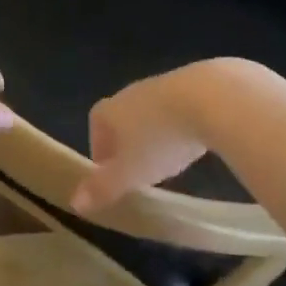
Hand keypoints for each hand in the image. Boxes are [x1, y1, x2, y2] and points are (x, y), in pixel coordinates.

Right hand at [72, 65, 217, 213]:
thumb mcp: (129, 173)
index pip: (96, 130)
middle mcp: (129, 92)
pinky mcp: (193, 82)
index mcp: (108, 111)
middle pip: (124, 121)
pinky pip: (180, 107)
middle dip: (131, 144)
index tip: (115, 177)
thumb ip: (103, 188)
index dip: (103, 154)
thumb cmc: (158, 139)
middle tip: (145, 171)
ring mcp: (161, 84)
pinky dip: (184, 124)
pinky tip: (197, 140)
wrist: (210, 98)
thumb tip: (76, 203)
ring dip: (158, 134)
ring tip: (173, 158)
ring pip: (152, 113)